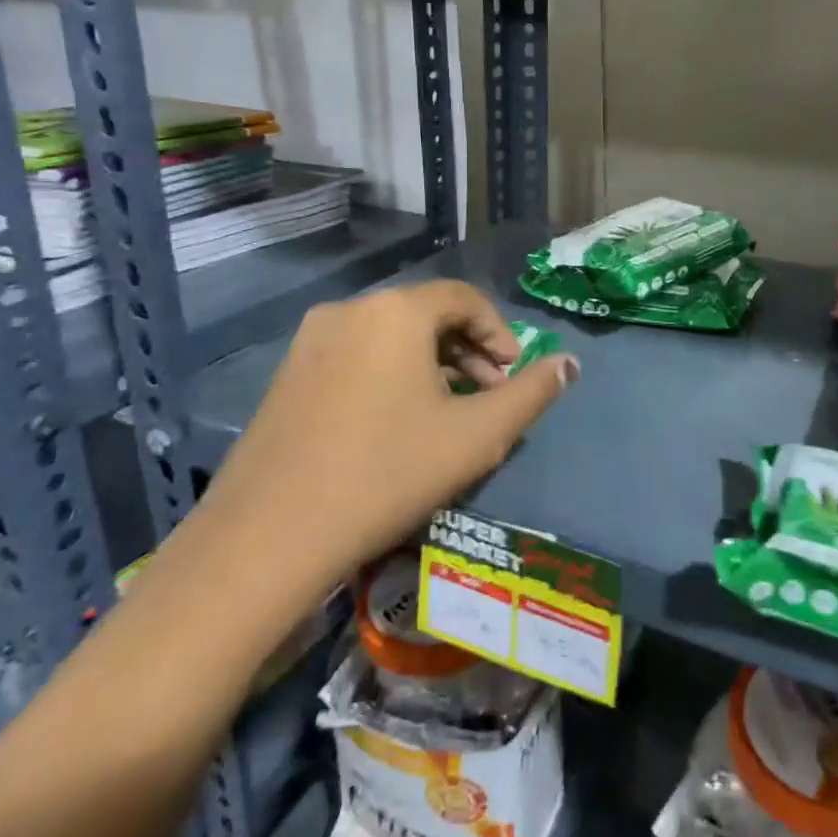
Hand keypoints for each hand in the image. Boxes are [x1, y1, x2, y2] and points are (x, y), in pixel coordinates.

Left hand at [187, 280, 577, 631]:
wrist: (267, 538)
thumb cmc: (388, 473)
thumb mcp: (477, 436)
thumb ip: (531, 394)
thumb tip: (570, 363)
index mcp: (396, 312)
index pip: (464, 298)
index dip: (499, 333)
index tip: (513, 375)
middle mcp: (350, 311)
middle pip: (426, 315)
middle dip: (468, 351)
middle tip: (488, 397)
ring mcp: (309, 342)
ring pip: (390, 337)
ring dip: (431, 365)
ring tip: (447, 414)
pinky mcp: (285, 376)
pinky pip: (355, 357)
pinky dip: (390, 376)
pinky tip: (395, 425)